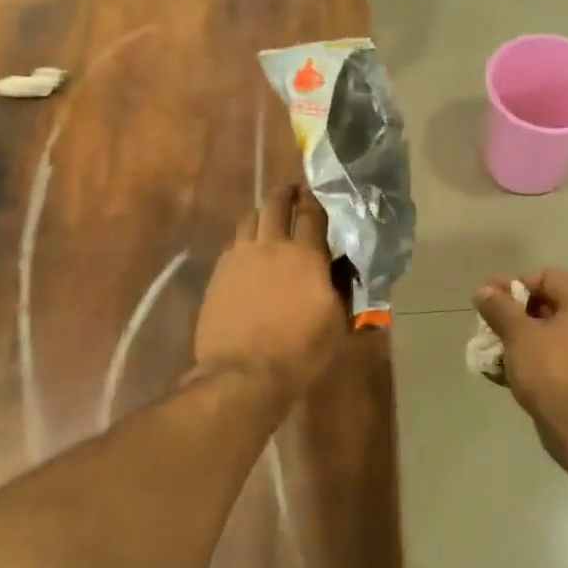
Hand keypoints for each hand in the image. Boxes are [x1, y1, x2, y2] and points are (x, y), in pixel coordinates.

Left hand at [195, 185, 346, 400]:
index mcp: (306, 255)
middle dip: (286, 194)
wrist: (243, 374)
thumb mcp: (336, 324)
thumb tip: (349, 270)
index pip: (312, 213)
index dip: (316, 199)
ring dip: (263, 211)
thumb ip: (343, 290)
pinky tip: (249, 248)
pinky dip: (245, 236)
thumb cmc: (299, 352)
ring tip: (270, 216)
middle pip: (276, 204)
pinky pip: (234, 241)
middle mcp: (271, 245)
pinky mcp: (219, 272)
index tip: (319, 192)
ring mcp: (240, 256)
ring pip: (250, 218)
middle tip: (293, 193)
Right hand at [474, 268, 567, 430]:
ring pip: (551, 335)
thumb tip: (483, 290)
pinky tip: (505, 371)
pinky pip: (557, 359)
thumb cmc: (553, 369)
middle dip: (514, 315)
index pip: (547, 277)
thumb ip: (499, 308)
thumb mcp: (519, 334)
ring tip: (492, 350)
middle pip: (549, 305)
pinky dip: (533, 360)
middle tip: (487, 325)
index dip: (514, 286)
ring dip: (520, 340)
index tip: (489, 300)